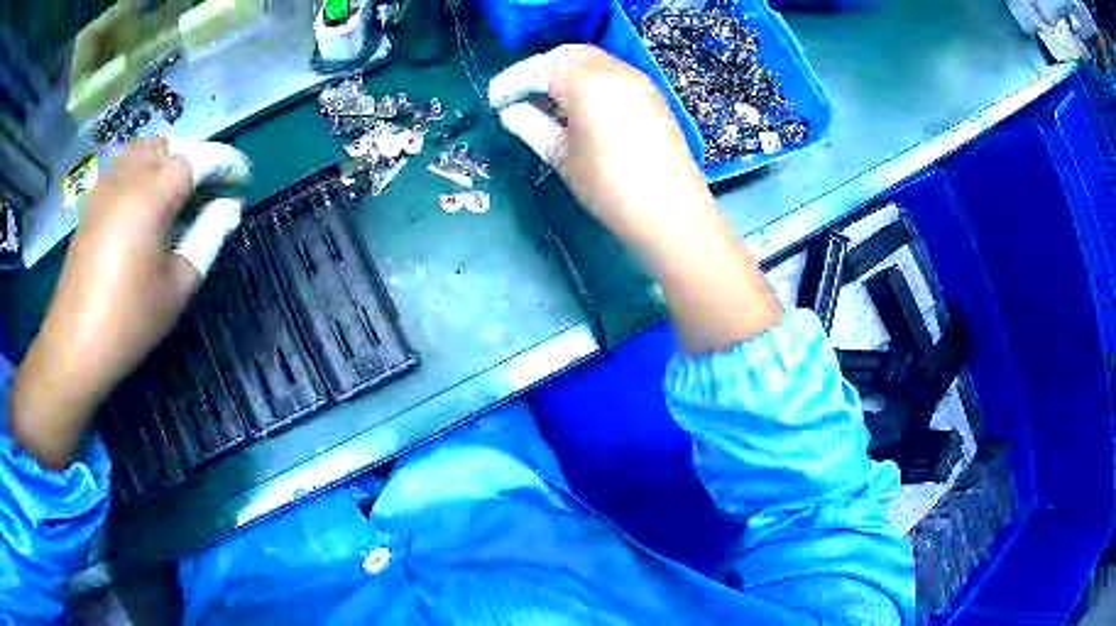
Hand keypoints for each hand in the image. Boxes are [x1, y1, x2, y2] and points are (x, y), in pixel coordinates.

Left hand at [11, 139, 199, 468]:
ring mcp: (105, 187)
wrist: (75, 345)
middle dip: (196, 157)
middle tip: (212, 186)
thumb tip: (230, 206)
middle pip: (169, 145)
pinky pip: (123, 166)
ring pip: (144, 149)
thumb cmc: (129, 321)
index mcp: (150, 197)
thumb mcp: (178, 286)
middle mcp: (126, 178)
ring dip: (168, 159)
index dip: (224, 162)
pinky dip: (144, 169)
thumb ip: (208, 237)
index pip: (197, 159)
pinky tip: (147, 200)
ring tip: (181, 189)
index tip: (242, 178)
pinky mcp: (92, 202)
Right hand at [491, 46, 782, 353]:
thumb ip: (529, 124)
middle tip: (517, 96)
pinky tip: (577, 106)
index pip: (538, 69)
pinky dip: (587, 80)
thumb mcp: (560, 155)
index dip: (512, 83)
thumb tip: (511, 111)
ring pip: (590, 61)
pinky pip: (611, 73)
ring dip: (563, 74)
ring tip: (544, 102)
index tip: (494, 101)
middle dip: (537, 71)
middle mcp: (614, 69)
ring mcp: (637, 79)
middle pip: (565, 56)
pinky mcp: (651, 94)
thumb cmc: (609, 186)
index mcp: (586, 80)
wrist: (671, 213)